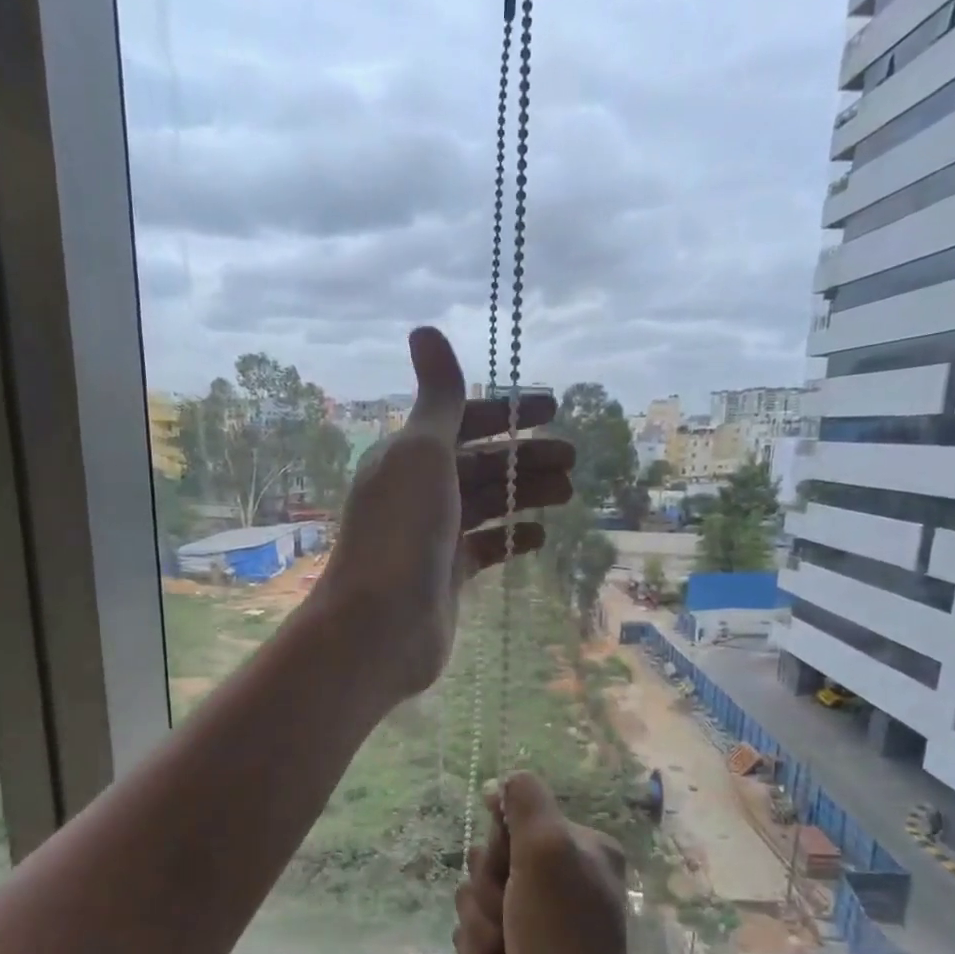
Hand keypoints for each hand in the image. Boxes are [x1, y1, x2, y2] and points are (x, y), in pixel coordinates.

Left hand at [314, 327, 572, 700]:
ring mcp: (432, 537)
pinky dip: (512, 538)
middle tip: (573, 458)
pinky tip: (540, 536)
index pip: (461, 422)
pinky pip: (486, 547)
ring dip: (525, 493)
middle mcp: (417, 492)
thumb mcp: (422, 453)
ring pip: (487, 504)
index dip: (506, 412)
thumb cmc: (403, 532)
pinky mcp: (447, 575)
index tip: (553, 408)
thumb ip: (438, 397)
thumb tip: (425, 328)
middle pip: (480, 464)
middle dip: (525, 456)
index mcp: (406, 457)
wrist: (381, 625)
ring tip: (568, 492)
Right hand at [454, 772, 643, 953]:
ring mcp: (530, 917)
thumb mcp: (548, 847)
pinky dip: (476, 946)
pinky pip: (467, 927)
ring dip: (480, 919)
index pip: (519, 815)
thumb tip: (503, 784)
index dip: (504, 839)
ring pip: (473, 891)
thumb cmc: (558, 932)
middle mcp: (559, 879)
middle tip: (513, 909)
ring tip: (505, 946)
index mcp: (581, 849)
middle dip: (490, 883)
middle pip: (491, 853)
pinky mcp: (505, 949)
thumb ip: (526, 800)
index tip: (512, 859)